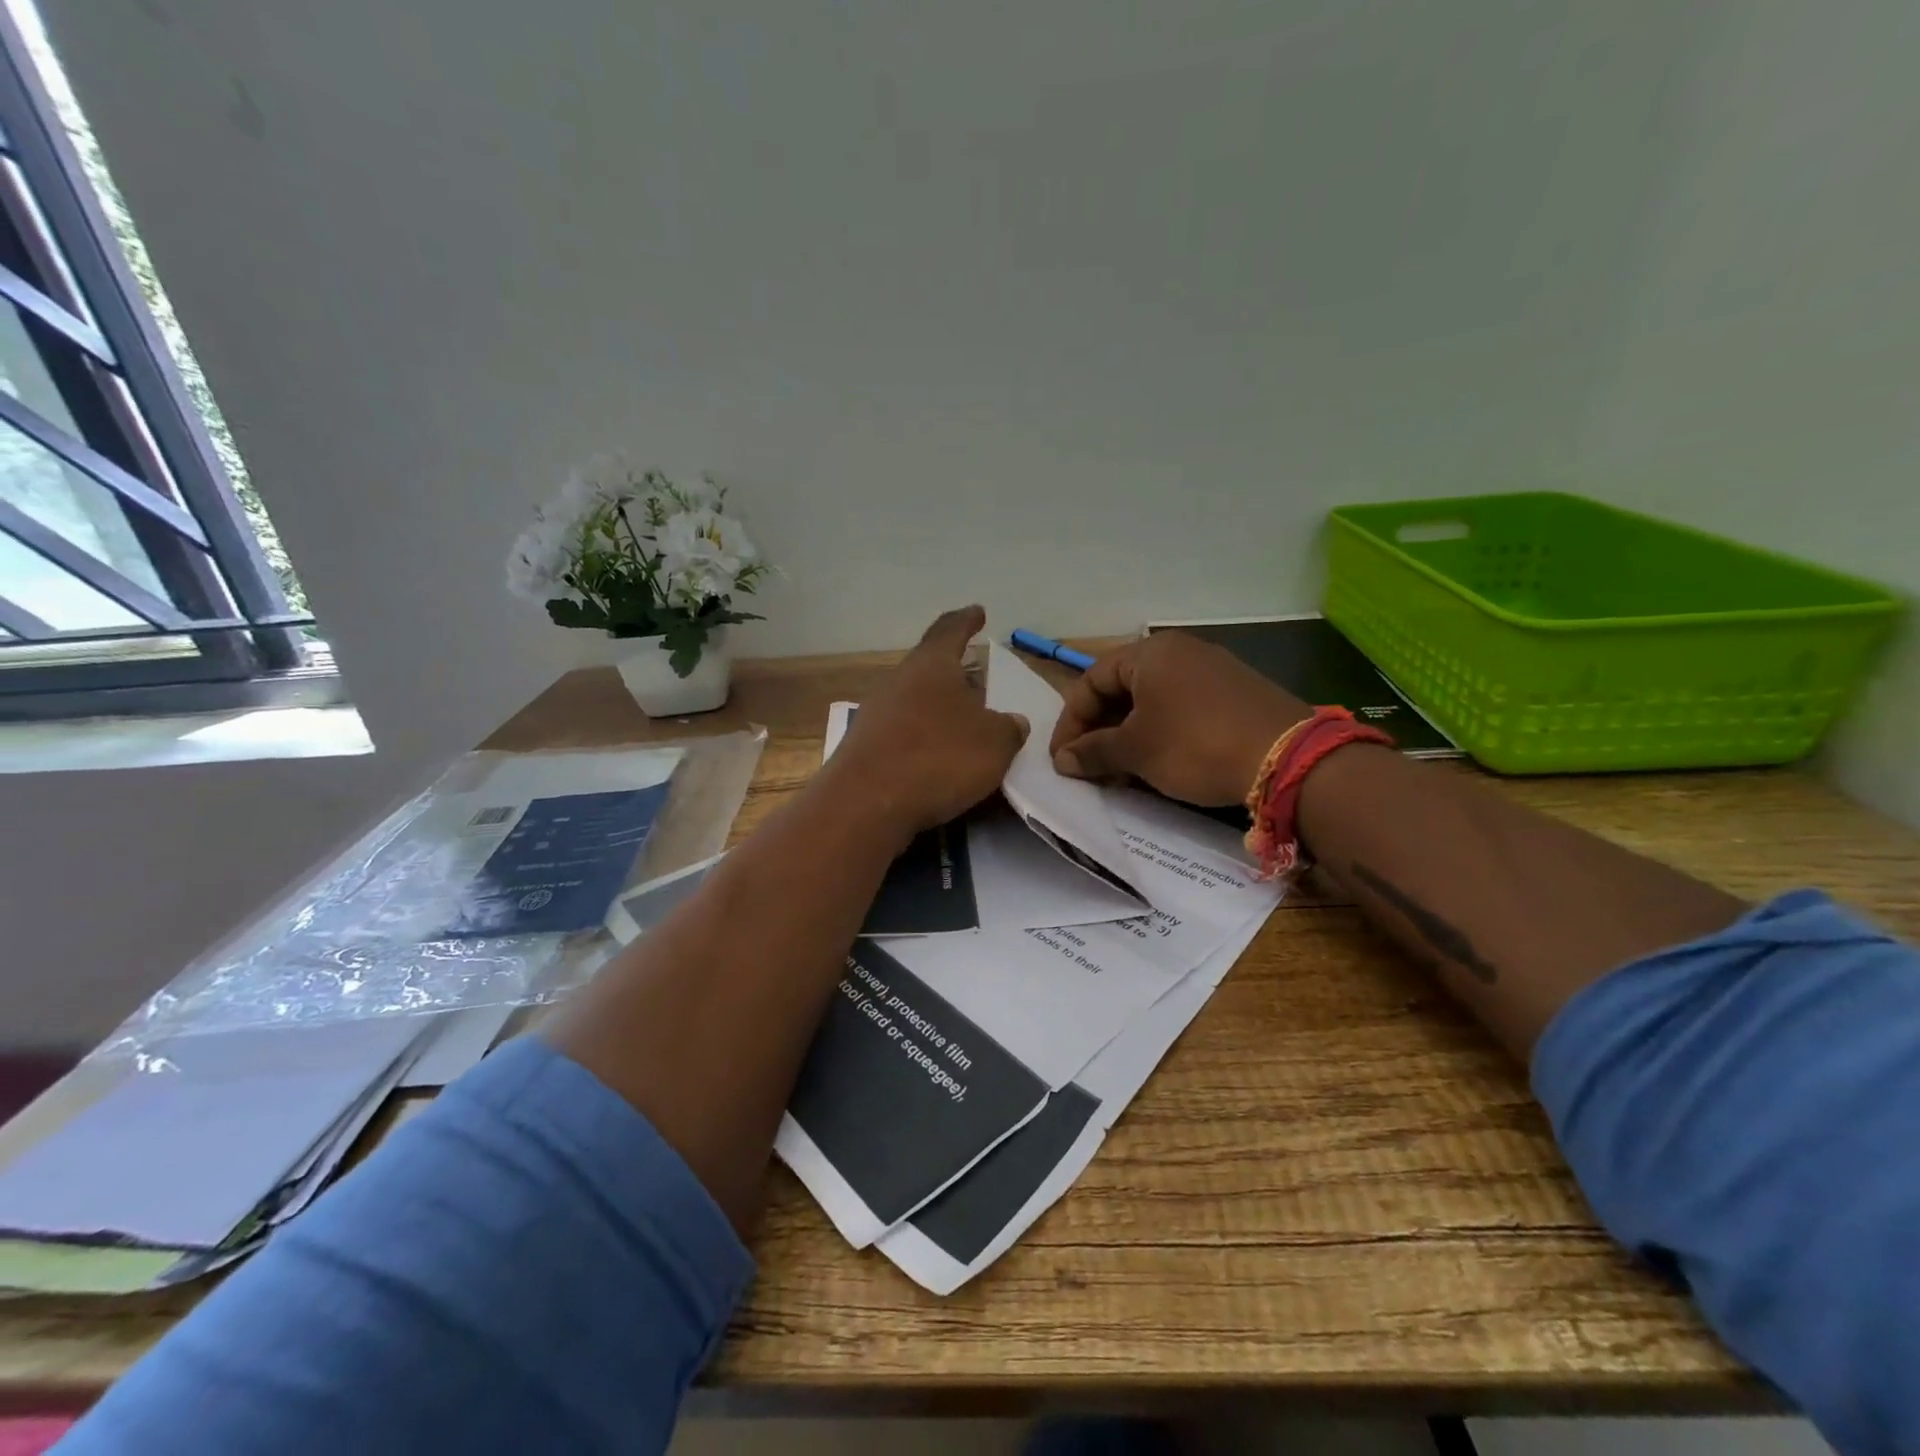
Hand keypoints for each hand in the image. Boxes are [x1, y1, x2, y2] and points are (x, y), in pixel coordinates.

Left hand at [825, 606, 1029, 839]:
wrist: (865, 804)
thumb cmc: (938, 758)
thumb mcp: (994, 743)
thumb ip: (1008, 729)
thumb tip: (1012, 722)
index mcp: (931, 666)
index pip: (950, 629)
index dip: (966, 620)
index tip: (977, 612)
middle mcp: (899, 682)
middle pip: (930, 668)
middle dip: (955, 674)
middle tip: (978, 682)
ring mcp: (876, 715)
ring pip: (915, 702)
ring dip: (939, 710)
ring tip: (963, 725)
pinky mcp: (865, 749)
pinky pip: (903, 734)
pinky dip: (923, 739)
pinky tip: (937, 759)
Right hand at [1049, 631, 1309, 805]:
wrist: (1287, 759)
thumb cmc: (1195, 745)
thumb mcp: (1136, 751)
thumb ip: (1093, 752)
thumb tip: (1063, 760)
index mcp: (1149, 654)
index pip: (1089, 681)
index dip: (1069, 722)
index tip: (1062, 759)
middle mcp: (1180, 652)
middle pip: (1121, 688)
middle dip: (1099, 730)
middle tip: (1089, 766)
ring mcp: (1212, 670)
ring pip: (1151, 701)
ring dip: (1127, 735)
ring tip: (1120, 771)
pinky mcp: (1234, 693)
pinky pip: (1181, 708)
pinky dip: (1160, 734)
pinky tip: (1159, 764)